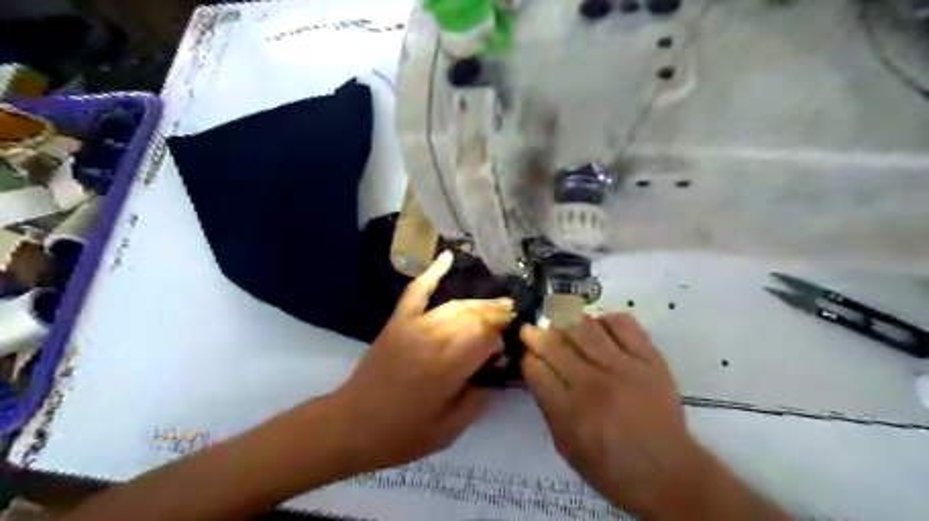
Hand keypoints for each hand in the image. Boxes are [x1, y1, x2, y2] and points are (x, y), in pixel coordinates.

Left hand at [325, 252, 514, 471]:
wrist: (352, 424)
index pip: (488, 340)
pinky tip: (448, 257)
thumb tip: (497, 371)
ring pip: (456, 305)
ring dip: (481, 303)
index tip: (504, 356)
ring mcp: (414, 325)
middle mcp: (434, 338)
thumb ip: (479, 399)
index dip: (501, 344)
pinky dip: (433, 272)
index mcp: (448, 367)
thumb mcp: (449, 430)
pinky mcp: (398, 320)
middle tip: (513, 320)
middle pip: (476, 318)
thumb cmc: (402, 434)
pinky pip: (417, 291)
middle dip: (498, 317)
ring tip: (500, 304)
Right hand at [522, 313, 704, 515]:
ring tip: (559, 321)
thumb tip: (536, 371)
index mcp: (571, 411)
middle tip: (531, 329)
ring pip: (585, 327)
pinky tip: (598, 327)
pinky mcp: (650, 358)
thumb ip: (548, 407)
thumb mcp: (566, 447)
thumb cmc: (611, 467)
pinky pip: (623, 324)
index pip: (536, 369)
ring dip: (565, 320)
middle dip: (536, 333)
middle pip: (555, 344)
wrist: (669, 472)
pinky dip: (605, 319)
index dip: (527, 358)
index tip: (526, 354)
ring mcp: (624, 367)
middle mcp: (594, 383)